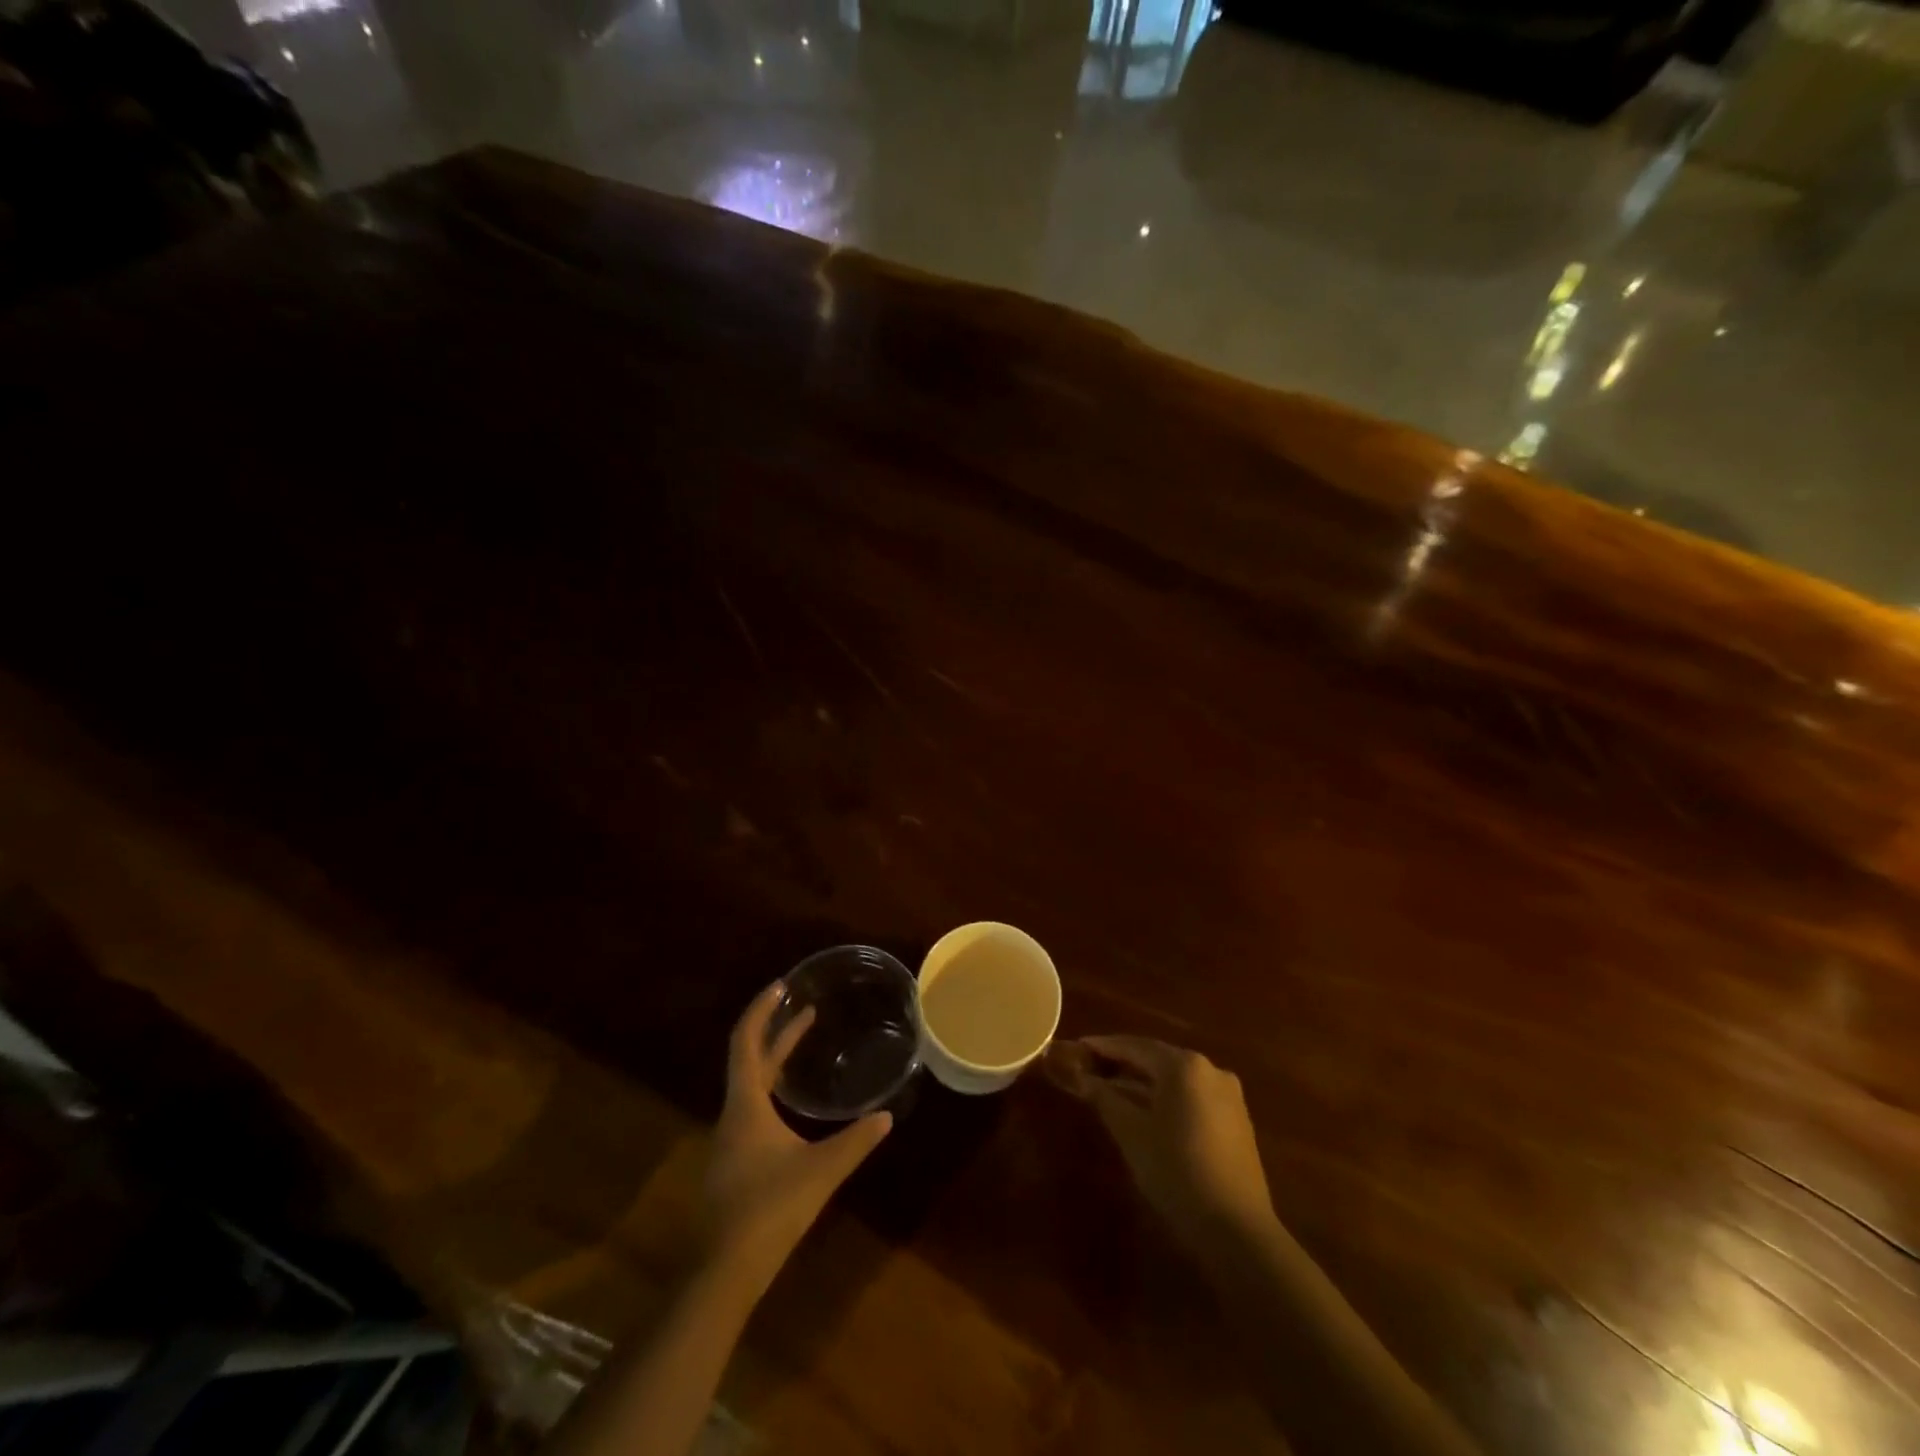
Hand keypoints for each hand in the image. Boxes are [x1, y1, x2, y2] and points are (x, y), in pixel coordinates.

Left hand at [701, 983, 892, 1284]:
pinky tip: (791, 1103)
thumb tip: (887, 1116)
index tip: (781, 986)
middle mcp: (733, 1114)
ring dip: (773, 1057)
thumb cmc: (769, 1210)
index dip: (761, 1010)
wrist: (723, 1273)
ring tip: (801, 1042)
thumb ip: (855, 1142)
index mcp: (746, 1105)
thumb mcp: (821, 1172)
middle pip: (750, 1058)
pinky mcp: (734, 1160)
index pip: (746, 1041)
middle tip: (804, 1007)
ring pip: (750, 1082)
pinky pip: (751, 1105)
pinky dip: (771, 1085)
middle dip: (776, 1029)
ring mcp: (730, 1139)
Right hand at [1047, 1035, 1275, 1251]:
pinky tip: (1146, 1110)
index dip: (1103, 1047)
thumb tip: (1080, 1077)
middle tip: (1091, 1067)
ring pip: (1176, 1078)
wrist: (1237, 1230)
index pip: (1135, 1046)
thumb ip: (1104, 1097)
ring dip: (1144, 1081)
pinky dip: (1167, 1097)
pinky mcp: (1236, 1119)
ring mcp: (1228, 1094)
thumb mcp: (1131, 1133)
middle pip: (1157, 1058)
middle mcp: (1209, 1069)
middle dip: (1123, 1062)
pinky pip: (1192, 1095)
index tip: (1077, 1047)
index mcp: (1184, 1065)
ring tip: (1113, 1088)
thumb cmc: (1176, 1171)